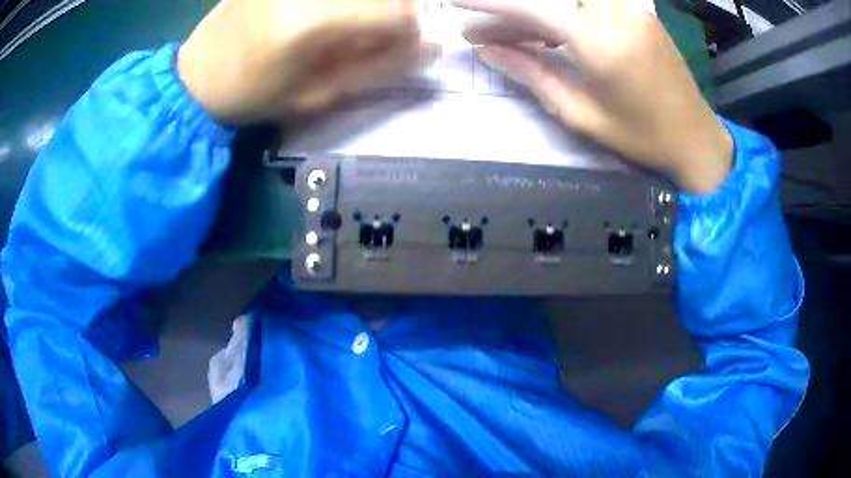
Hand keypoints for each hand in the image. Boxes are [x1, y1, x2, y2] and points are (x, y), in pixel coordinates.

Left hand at [177, 0, 433, 123]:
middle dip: (396, 9)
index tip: (406, 44)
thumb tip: (427, 47)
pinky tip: (332, 17)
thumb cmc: (254, 95)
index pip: (395, 10)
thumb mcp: (317, 96)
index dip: (412, 28)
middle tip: (378, 32)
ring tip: (350, 27)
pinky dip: (346, 4)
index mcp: (312, 21)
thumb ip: (377, 68)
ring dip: (370, 5)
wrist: (197, 75)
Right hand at [453, 0, 732, 193]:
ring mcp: (628, 6)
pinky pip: (589, 3)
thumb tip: (487, 50)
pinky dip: (560, 12)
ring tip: (505, 36)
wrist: (696, 138)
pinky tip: (543, 31)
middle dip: (508, 11)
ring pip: (566, 0)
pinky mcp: (637, 9)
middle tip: (479, 32)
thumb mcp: (580, 113)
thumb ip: (531, 73)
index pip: (531, 7)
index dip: (489, 3)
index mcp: (599, 41)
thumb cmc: (641, 137)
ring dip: (532, 13)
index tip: (454, 2)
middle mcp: (614, 11)